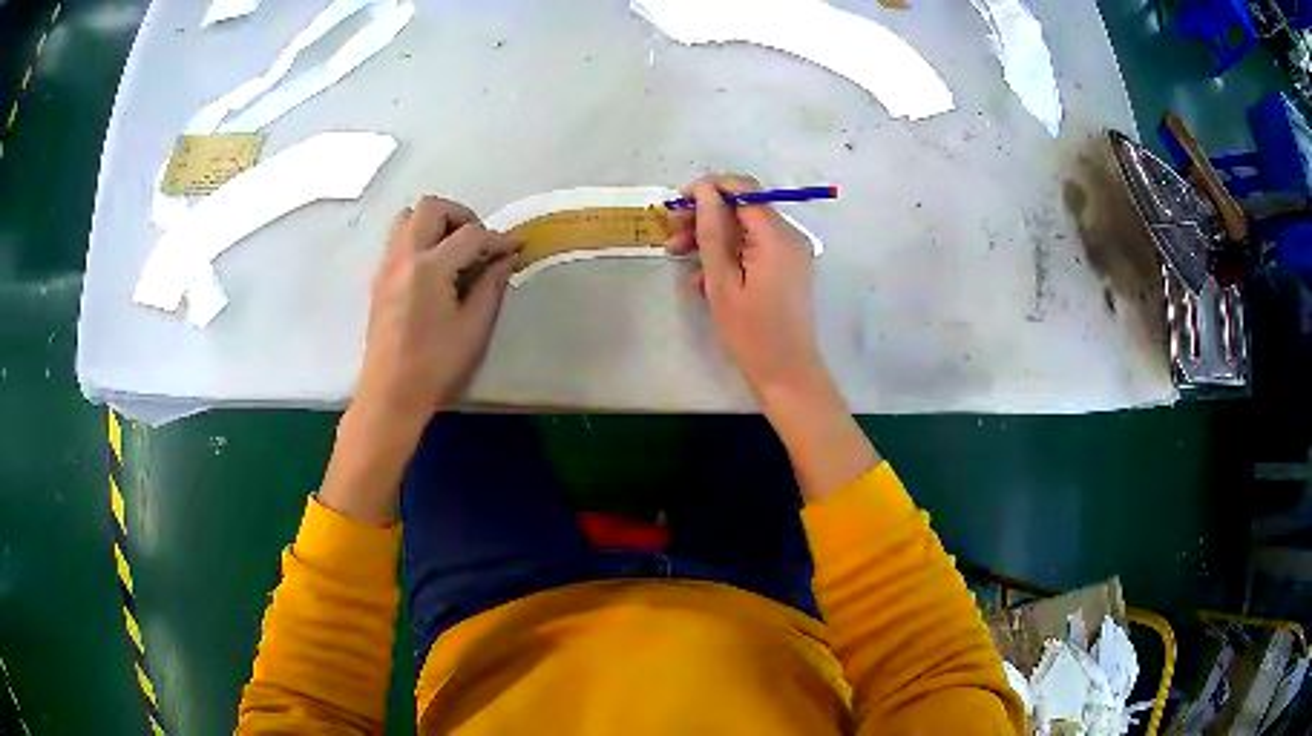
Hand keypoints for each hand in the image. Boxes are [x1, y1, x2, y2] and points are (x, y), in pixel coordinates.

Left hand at [355, 195, 520, 437]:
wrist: (390, 394)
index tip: (516, 248)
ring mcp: (387, 266)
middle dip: (461, 217)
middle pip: (432, 207)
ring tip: (454, 250)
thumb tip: (506, 258)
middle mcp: (404, 256)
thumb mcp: (474, 328)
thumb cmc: (435, 366)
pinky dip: (420, 239)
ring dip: (436, 223)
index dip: (498, 238)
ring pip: (408, 217)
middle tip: (479, 243)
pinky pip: (399, 239)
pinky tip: (435, 269)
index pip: (470, 234)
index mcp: (429, 268)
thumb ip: (491, 286)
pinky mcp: (379, 279)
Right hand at [666, 175, 826, 401]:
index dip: (709, 188)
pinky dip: (726, 255)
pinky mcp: (785, 268)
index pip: (744, 189)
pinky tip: (699, 278)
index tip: (677, 203)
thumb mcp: (722, 281)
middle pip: (742, 208)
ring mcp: (789, 253)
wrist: (786, 373)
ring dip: (710, 237)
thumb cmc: (751, 331)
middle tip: (671, 234)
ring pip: (744, 229)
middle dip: (705, 215)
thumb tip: (704, 191)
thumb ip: (712, 231)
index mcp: (776, 235)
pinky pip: (752, 249)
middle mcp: (788, 236)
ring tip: (677, 255)